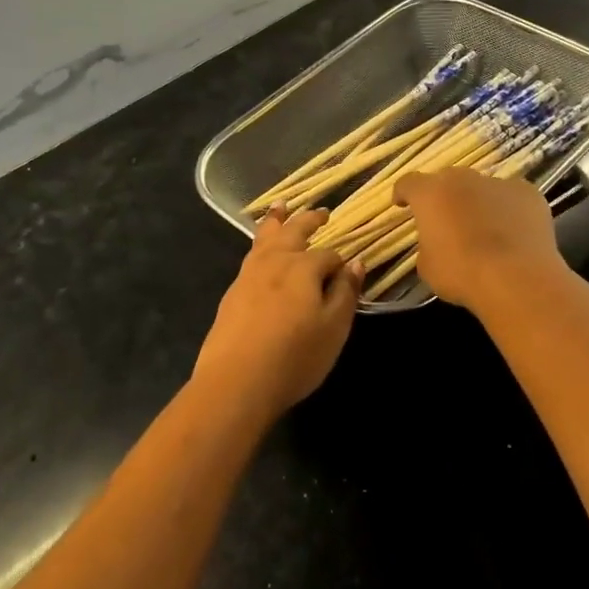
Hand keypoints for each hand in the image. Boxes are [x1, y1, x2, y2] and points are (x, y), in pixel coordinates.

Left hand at [193, 206, 362, 417]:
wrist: (235, 381)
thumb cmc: (294, 357)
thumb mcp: (333, 329)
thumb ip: (346, 293)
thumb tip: (355, 263)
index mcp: (303, 267)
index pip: (329, 256)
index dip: (341, 263)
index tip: (348, 273)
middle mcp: (275, 261)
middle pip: (294, 231)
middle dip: (309, 220)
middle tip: (322, 212)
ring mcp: (249, 274)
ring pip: (266, 237)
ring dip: (277, 220)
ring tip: (281, 206)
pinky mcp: (233, 292)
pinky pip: (251, 254)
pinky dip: (260, 241)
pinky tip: (261, 249)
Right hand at [392, 169, 562, 311]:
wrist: (517, 278)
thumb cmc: (462, 273)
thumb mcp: (428, 267)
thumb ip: (427, 245)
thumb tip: (436, 242)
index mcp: (430, 194)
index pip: (409, 183)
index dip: (403, 193)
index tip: (402, 204)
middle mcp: (462, 179)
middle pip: (447, 180)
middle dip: (444, 196)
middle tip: (446, 219)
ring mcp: (498, 183)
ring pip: (482, 187)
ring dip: (478, 202)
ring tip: (484, 227)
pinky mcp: (528, 193)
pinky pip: (512, 197)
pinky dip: (508, 210)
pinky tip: (513, 232)